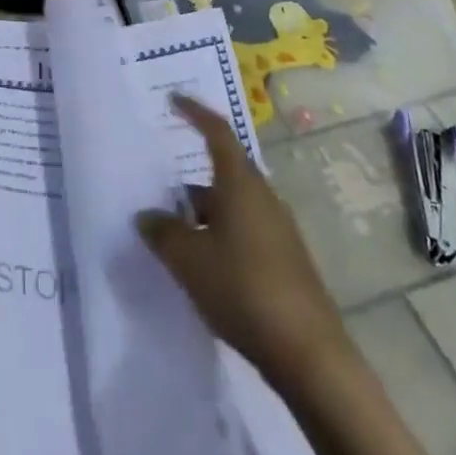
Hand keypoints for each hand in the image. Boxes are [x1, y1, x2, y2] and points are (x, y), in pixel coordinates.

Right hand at [137, 94, 348, 389]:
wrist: (309, 355)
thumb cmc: (243, 289)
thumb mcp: (188, 259)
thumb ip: (162, 232)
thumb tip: (146, 216)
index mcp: (241, 183)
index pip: (217, 131)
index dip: (194, 112)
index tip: (173, 100)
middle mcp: (263, 197)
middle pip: (223, 172)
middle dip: (190, 180)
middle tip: (159, 188)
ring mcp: (278, 230)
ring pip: (232, 206)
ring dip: (203, 213)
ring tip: (173, 233)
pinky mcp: (286, 261)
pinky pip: (244, 232)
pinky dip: (220, 236)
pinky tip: (203, 265)